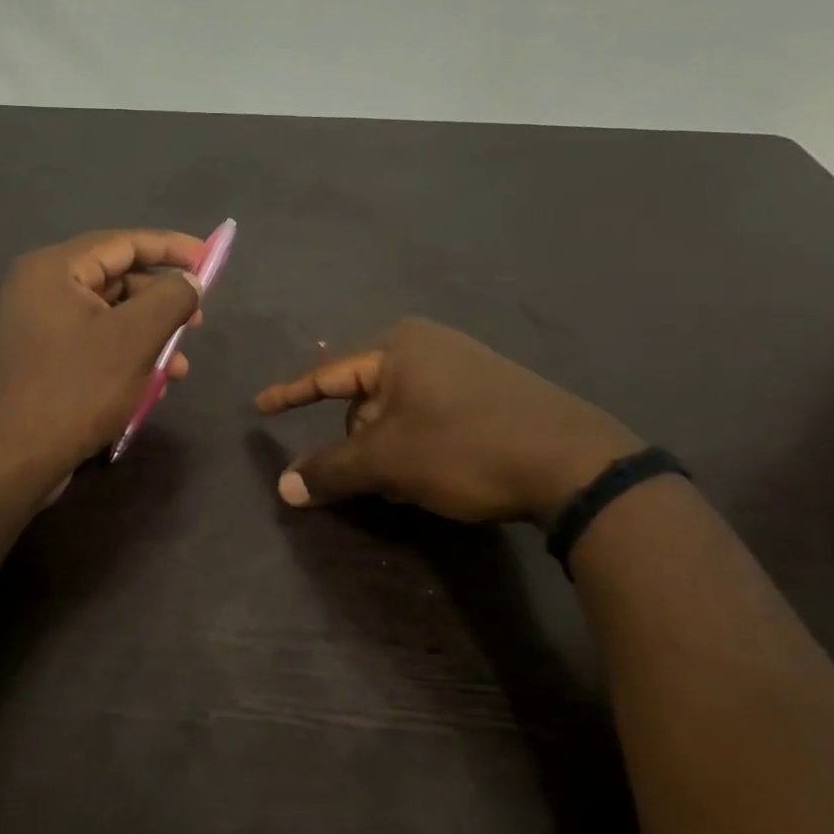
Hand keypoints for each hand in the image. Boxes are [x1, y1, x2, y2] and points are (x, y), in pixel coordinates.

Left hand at [0, 229, 204, 483]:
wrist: (16, 458)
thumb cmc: (77, 389)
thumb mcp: (135, 338)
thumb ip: (171, 298)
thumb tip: (189, 279)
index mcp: (54, 269)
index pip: (122, 242)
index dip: (171, 247)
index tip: (209, 258)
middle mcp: (42, 288)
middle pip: (117, 278)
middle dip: (162, 302)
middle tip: (197, 322)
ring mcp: (40, 325)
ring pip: (110, 315)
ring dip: (150, 336)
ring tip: (179, 367)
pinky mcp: (44, 358)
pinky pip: (95, 341)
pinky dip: (127, 355)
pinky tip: (153, 384)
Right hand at [255, 318, 640, 524]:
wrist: (574, 464)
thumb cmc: (464, 447)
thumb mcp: (388, 462)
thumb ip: (331, 470)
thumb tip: (283, 488)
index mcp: (399, 347)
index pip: (327, 374)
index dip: (290, 395)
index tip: (260, 407)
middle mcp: (429, 346)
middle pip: (365, 400)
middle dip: (360, 441)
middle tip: (370, 478)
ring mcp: (466, 366)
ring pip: (400, 414)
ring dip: (391, 450)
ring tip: (408, 485)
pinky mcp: (492, 392)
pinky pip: (432, 417)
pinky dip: (420, 447)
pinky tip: (438, 476)